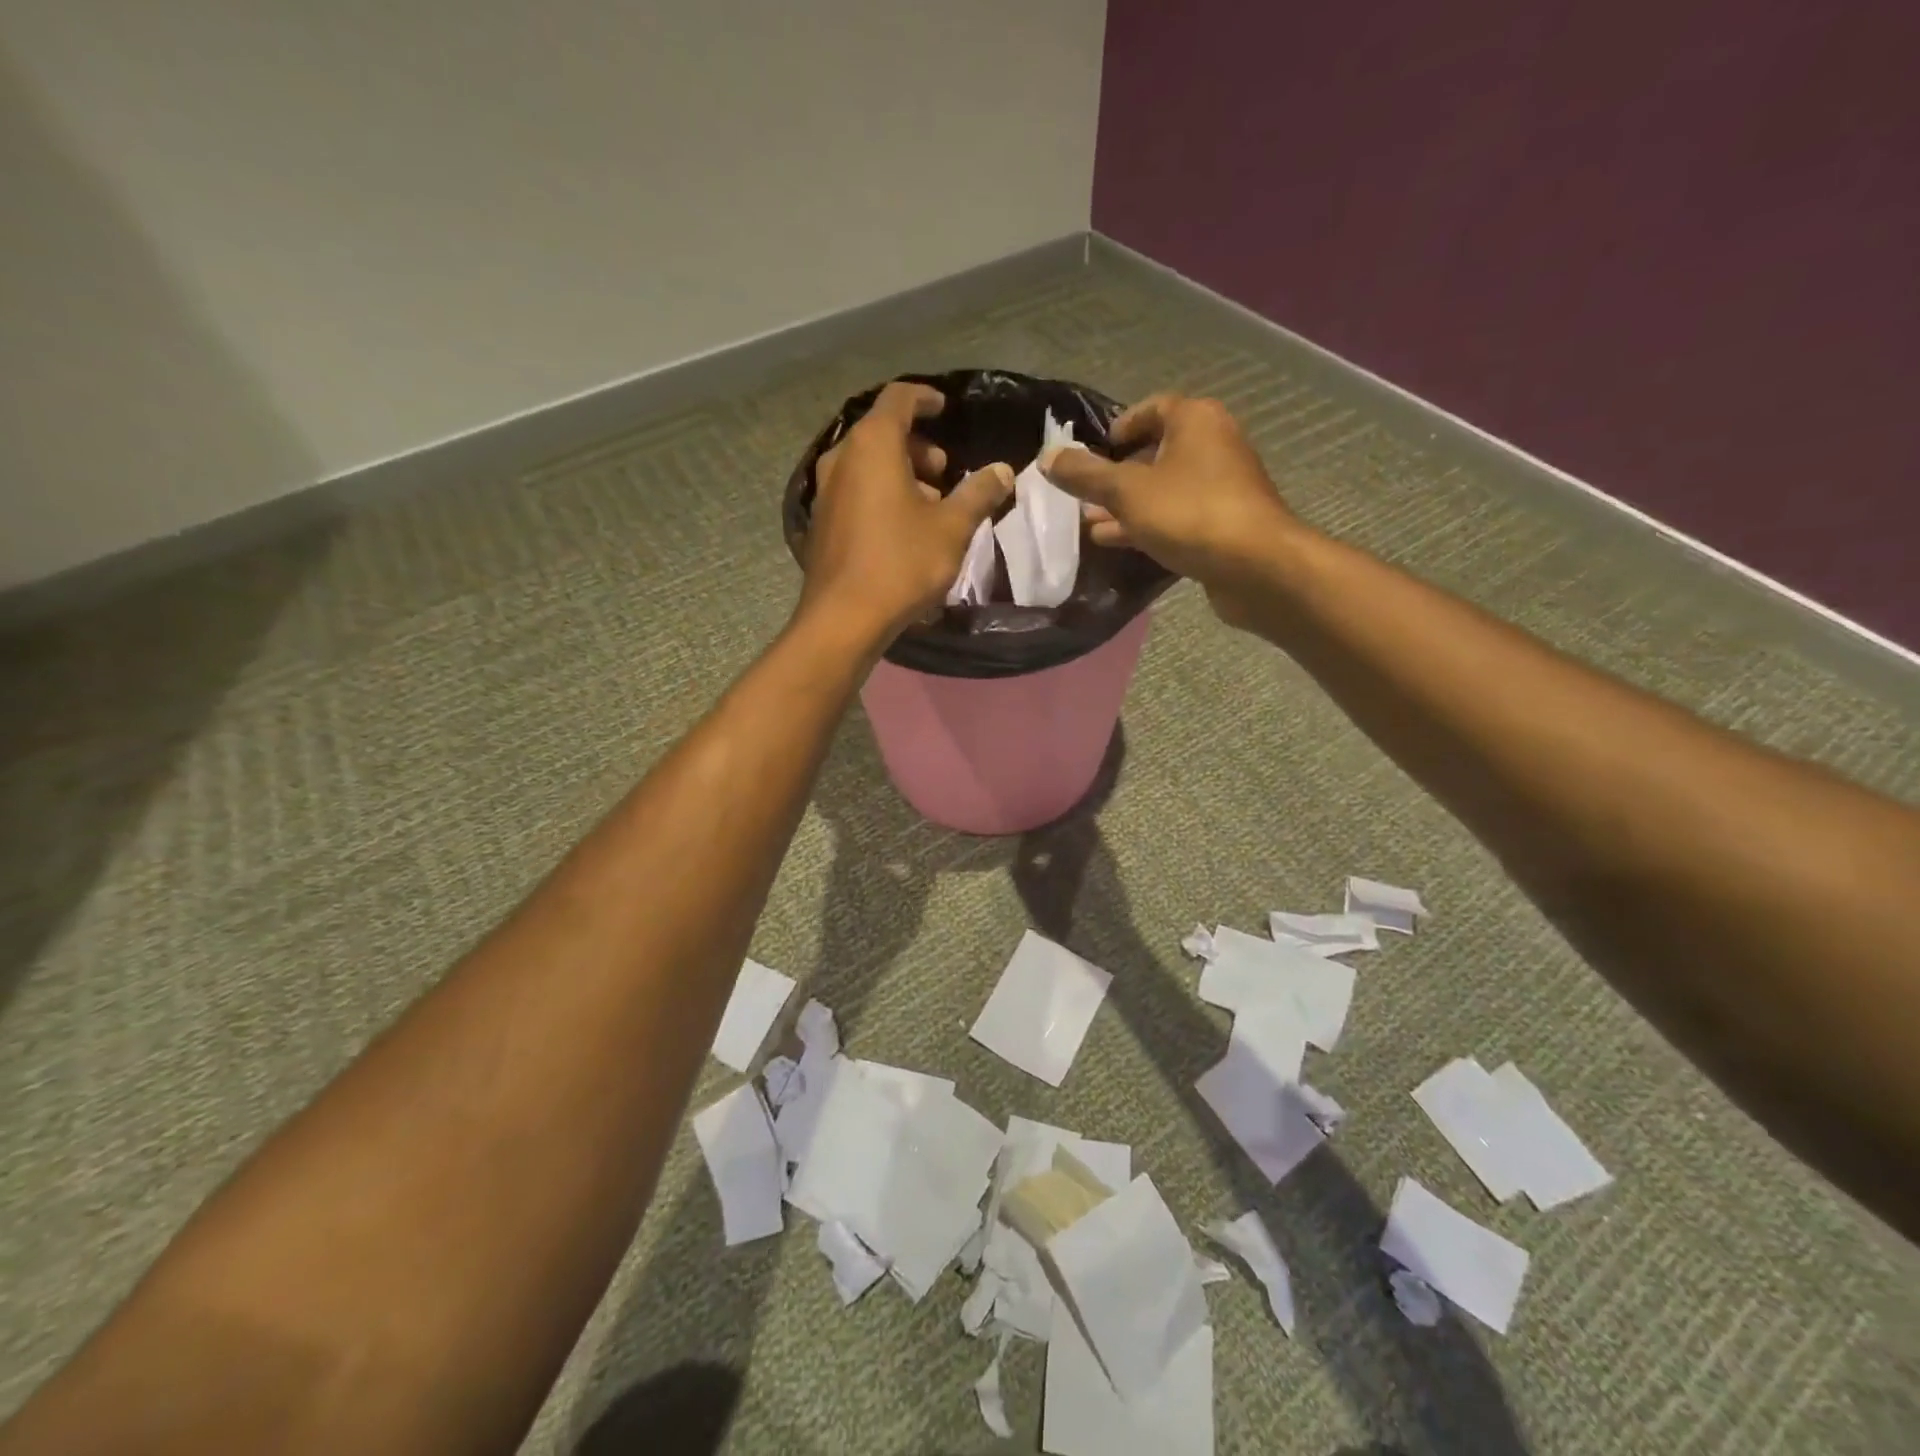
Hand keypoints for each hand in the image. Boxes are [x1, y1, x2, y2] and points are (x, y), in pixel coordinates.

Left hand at [801, 382, 1013, 641]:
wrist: (844, 619)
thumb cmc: (901, 563)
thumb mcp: (952, 528)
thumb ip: (978, 493)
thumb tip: (1002, 470)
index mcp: (872, 445)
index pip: (899, 398)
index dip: (925, 398)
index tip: (945, 408)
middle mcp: (841, 458)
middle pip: (881, 432)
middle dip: (917, 445)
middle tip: (945, 472)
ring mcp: (826, 492)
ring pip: (866, 465)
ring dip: (900, 473)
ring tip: (930, 505)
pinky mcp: (821, 523)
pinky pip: (855, 491)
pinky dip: (880, 494)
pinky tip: (903, 528)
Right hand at [1041, 395, 1303, 624]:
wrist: (1256, 566)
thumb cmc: (1190, 513)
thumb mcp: (1127, 492)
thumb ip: (1085, 475)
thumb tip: (1047, 458)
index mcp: (1195, 421)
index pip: (1153, 408)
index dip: (1121, 425)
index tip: (1096, 449)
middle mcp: (1213, 445)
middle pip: (1157, 450)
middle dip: (1118, 473)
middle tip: (1084, 492)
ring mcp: (1221, 487)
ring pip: (1164, 488)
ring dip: (1128, 504)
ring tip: (1089, 523)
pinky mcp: (1223, 523)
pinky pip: (1176, 515)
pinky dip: (1147, 524)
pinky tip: (1116, 542)